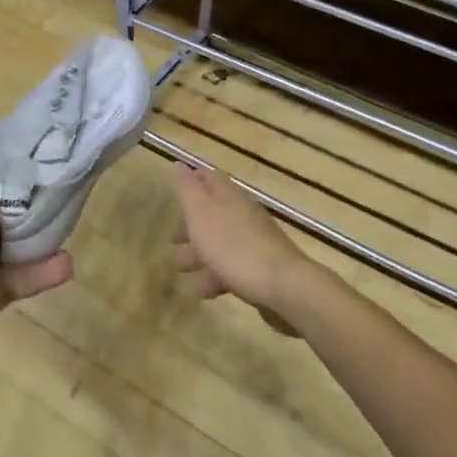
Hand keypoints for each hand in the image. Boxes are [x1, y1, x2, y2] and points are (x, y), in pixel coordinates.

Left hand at [0, 188, 73, 327]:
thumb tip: (10, 198)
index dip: (10, 195)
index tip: (35, 187)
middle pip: (7, 228)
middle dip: (29, 221)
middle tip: (58, 209)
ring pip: (20, 255)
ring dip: (42, 248)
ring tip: (68, 235)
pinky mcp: (0, 291)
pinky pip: (26, 279)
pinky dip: (46, 273)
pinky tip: (68, 264)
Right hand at [171, 164, 310, 315]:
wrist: (283, 285)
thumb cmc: (234, 246)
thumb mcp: (202, 214)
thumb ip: (188, 190)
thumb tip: (180, 164)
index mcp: (229, 196)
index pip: (210, 178)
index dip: (192, 181)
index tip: (176, 189)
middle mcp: (244, 213)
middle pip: (214, 212)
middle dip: (191, 225)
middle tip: (173, 239)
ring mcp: (255, 240)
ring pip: (221, 241)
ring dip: (200, 253)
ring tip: (182, 269)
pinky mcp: (262, 266)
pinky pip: (233, 265)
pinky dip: (216, 274)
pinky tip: (204, 291)